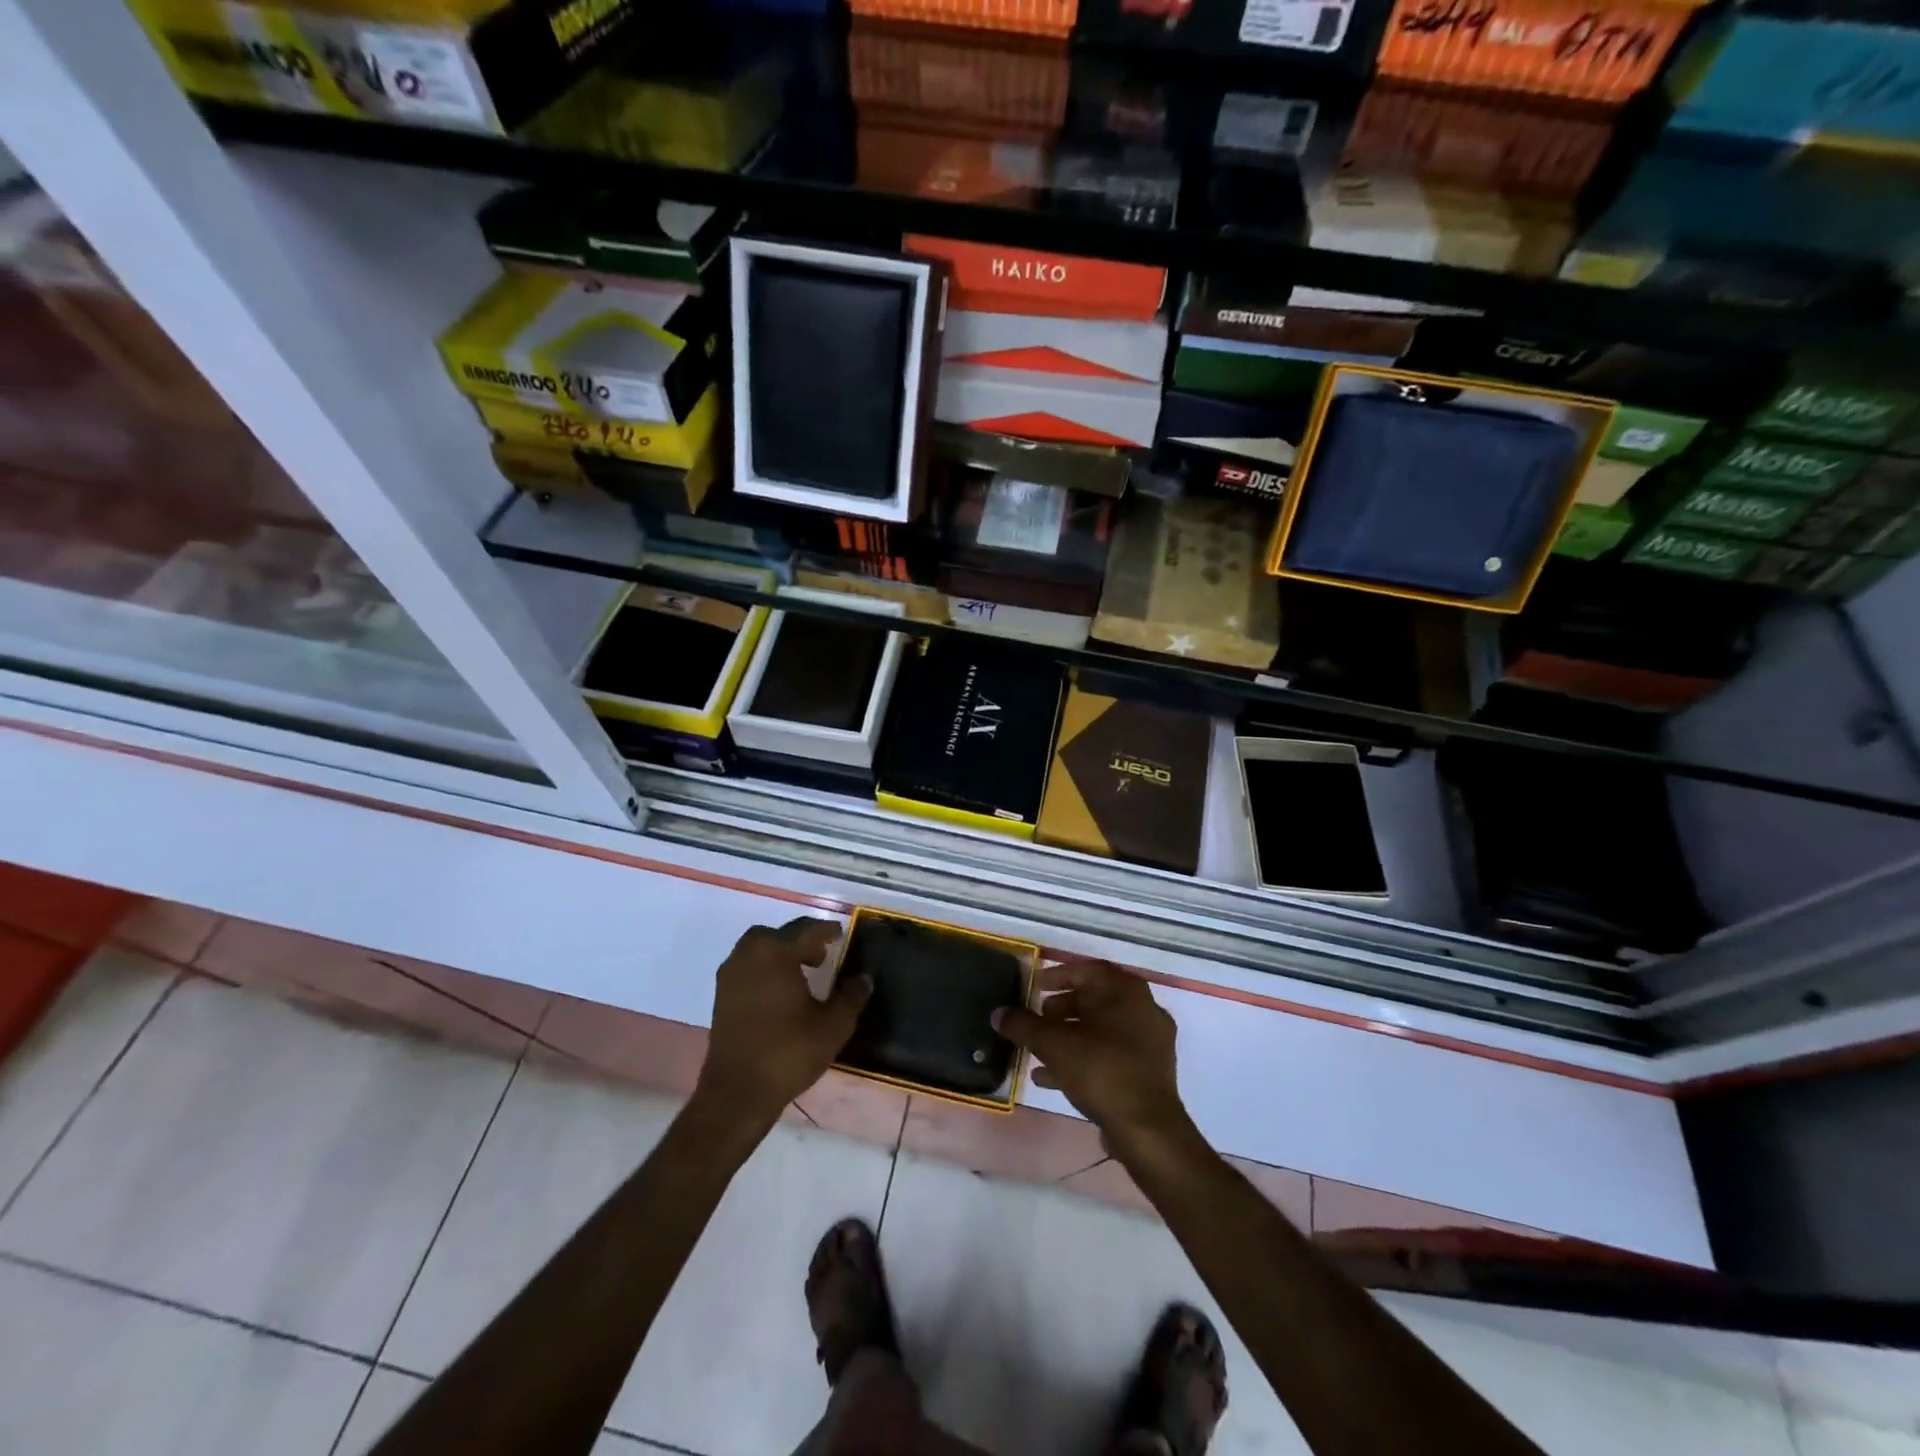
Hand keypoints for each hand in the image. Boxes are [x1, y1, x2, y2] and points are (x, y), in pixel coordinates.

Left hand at [694, 919, 870, 1127]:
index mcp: (776, 952)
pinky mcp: (721, 995)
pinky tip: (781, 992)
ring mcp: (731, 974)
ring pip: (760, 949)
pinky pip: (748, 966)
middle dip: (802, 940)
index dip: (827, 931)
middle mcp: (749, 954)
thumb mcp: (833, 1025)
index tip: (841, 934)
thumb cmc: (788, 1052)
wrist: (737, 1092)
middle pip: (779, 934)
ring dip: (781, 953)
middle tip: (821, 956)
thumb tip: (864, 978)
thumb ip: (851, 996)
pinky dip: (765, 969)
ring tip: (802, 974)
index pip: (807, 930)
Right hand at [992, 960, 1188, 1151]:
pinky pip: (1111, 1054)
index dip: (1058, 976)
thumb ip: (1023, 1026)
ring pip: (1102, 1030)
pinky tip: (1052, 1078)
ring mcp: (1151, 1042)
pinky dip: (1084, 1058)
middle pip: (1095, 1000)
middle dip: (1061, 1009)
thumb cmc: (1101, 1070)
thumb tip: (998, 1014)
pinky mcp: (1150, 1072)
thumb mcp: (1053, 1045)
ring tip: (1038, 1052)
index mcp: (1125, 991)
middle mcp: (1143, 1008)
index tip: (1035, 986)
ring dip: (1069, 1037)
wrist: (1147, 1129)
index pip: (1087, 970)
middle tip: (1037, 1019)